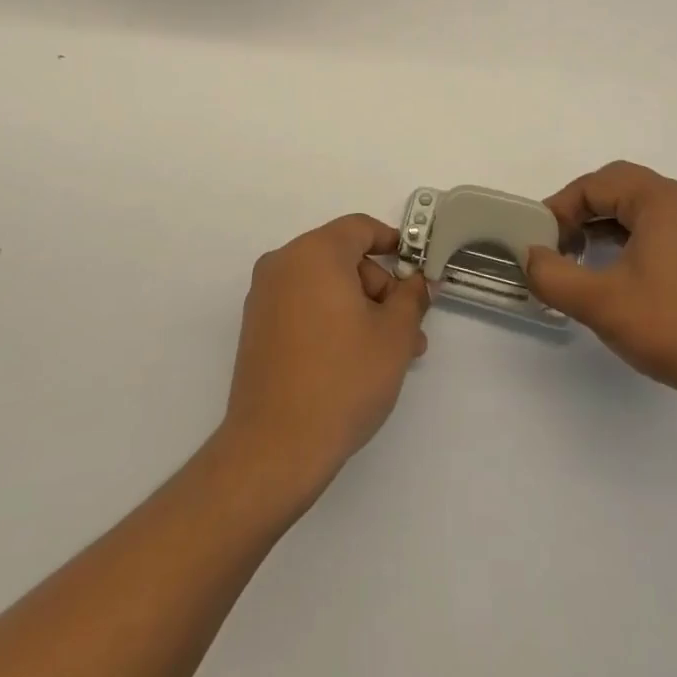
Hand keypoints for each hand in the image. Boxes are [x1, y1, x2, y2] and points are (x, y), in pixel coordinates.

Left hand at [219, 215, 429, 501]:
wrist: (275, 447)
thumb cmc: (343, 379)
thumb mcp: (394, 335)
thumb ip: (412, 296)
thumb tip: (419, 280)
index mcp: (314, 253)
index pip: (360, 228)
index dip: (394, 243)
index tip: (417, 271)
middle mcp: (283, 264)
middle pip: (343, 258)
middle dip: (381, 289)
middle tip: (410, 331)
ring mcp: (265, 296)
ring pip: (325, 286)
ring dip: (361, 310)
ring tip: (390, 356)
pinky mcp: (257, 327)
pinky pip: (304, 306)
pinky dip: (332, 320)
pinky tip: (356, 360)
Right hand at [525, 161, 676, 414]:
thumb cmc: (675, 327)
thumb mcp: (601, 302)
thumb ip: (553, 276)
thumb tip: (530, 256)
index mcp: (661, 200)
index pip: (596, 183)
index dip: (560, 207)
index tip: (540, 240)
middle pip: (619, 187)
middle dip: (581, 210)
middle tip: (557, 242)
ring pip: (639, 208)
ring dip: (604, 224)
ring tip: (580, 257)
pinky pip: (659, 227)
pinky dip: (629, 238)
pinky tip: (616, 271)